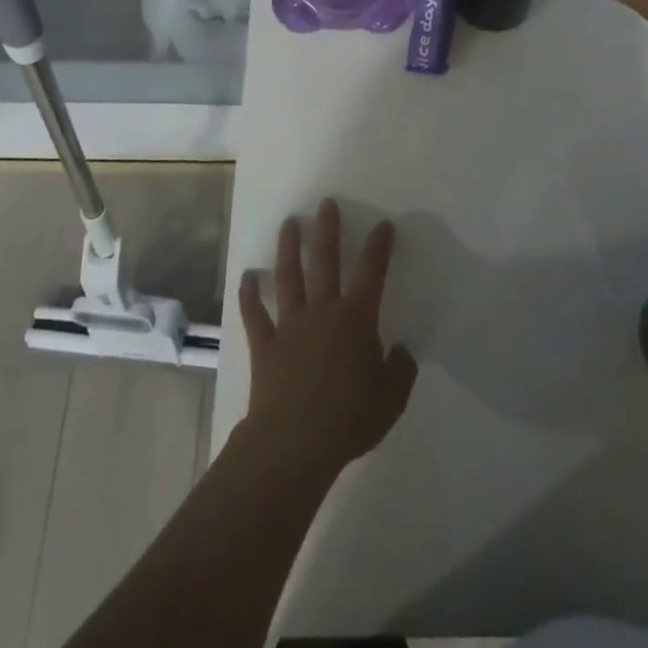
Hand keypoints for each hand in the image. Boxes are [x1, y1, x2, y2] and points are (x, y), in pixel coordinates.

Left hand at [239, 200, 417, 477]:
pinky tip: (247, 276)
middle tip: (326, 203)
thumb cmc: (349, 419)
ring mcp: (290, 325)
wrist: (294, 443)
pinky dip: (249, 294)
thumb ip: (400, 370)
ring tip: (289, 223)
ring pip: (288, 276)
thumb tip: (400, 351)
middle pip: (325, 261)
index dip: (379, 246)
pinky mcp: (265, 344)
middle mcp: (322, 311)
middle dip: (327, 229)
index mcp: (355, 319)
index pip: (371, 273)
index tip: (383, 225)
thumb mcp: (391, 399)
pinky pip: (255, 314)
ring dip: (288, 247)